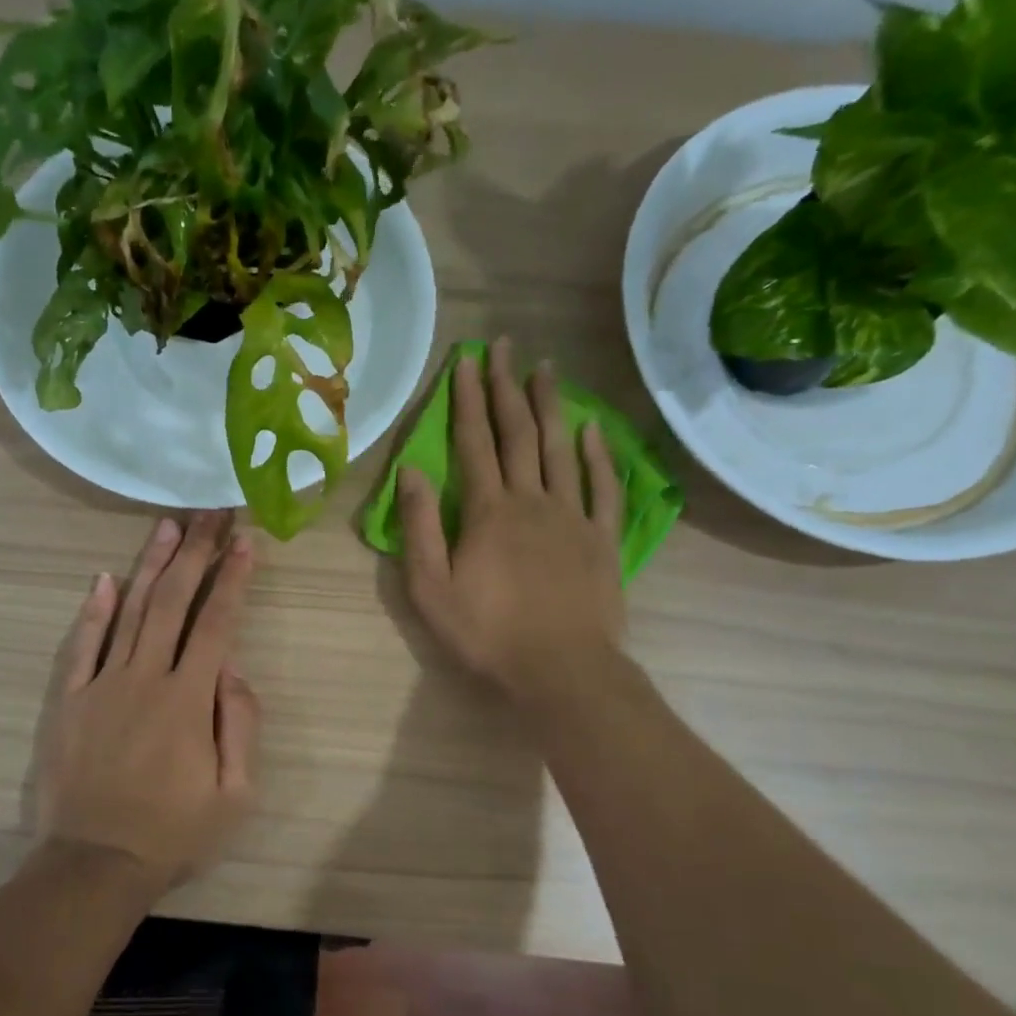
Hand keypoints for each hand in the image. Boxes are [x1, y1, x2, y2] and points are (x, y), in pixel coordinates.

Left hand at [35, 513, 260, 893]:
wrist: (96, 863)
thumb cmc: (174, 833)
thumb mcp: (235, 793)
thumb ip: (240, 723)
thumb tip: (232, 668)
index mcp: (189, 699)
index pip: (217, 623)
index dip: (233, 578)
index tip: (245, 540)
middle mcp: (145, 678)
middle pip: (173, 602)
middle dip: (195, 552)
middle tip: (210, 512)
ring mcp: (102, 685)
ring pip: (130, 611)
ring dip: (151, 565)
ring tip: (168, 525)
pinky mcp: (70, 700)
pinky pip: (82, 645)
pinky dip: (94, 610)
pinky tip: (105, 579)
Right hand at [400, 339, 626, 707]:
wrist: (562, 669)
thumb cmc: (488, 633)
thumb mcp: (432, 588)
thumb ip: (420, 528)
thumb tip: (411, 471)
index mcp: (488, 512)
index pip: (474, 443)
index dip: (467, 400)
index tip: (466, 360)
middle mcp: (532, 500)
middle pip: (518, 434)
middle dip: (507, 388)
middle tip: (504, 346)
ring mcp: (573, 517)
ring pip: (561, 449)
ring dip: (551, 406)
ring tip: (546, 368)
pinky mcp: (604, 539)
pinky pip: (604, 487)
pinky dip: (598, 455)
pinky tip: (591, 429)